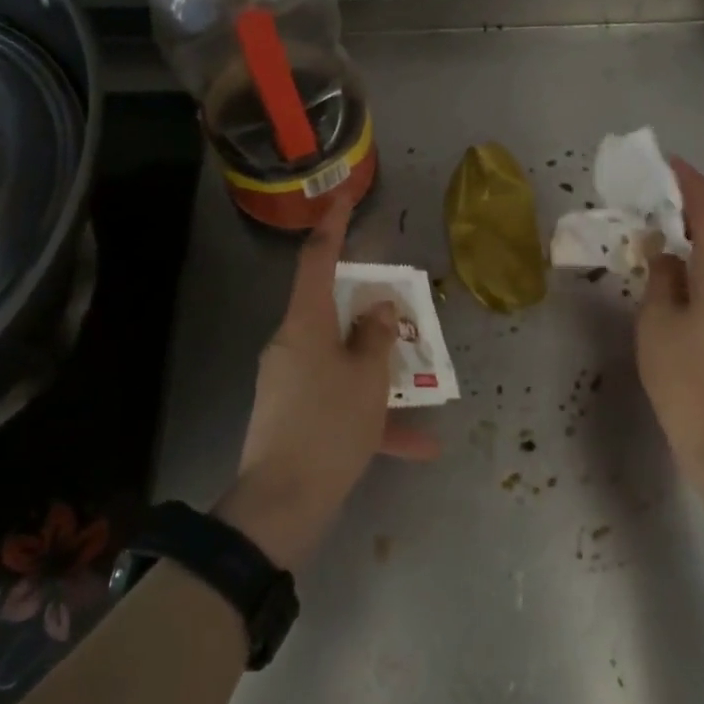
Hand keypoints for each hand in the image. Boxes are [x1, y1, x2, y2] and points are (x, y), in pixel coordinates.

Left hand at [217, 202, 438, 570]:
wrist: (282, 505)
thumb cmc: (329, 427)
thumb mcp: (366, 379)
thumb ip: (378, 338)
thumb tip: (380, 309)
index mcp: (304, 325)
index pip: (317, 260)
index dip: (333, 226)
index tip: (344, 198)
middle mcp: (292, 345)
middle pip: (332, 312)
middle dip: (369, 311)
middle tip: (401, 312)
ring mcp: (290, 381)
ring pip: (342, 361)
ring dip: (378, 371)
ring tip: (421, 385)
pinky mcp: (294, 415)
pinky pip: (339, 402)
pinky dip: (372, 416)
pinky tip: (418, 445)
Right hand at [636, 158, 703, 474]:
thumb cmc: (687, 380)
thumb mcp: (658, 322)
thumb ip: (661, 277)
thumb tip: (665, 252)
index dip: (689, 181)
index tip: (664, 162)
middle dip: (692, 202)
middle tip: (653, 191)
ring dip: (698, 230)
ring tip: (660, 221)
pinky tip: (678, 264)